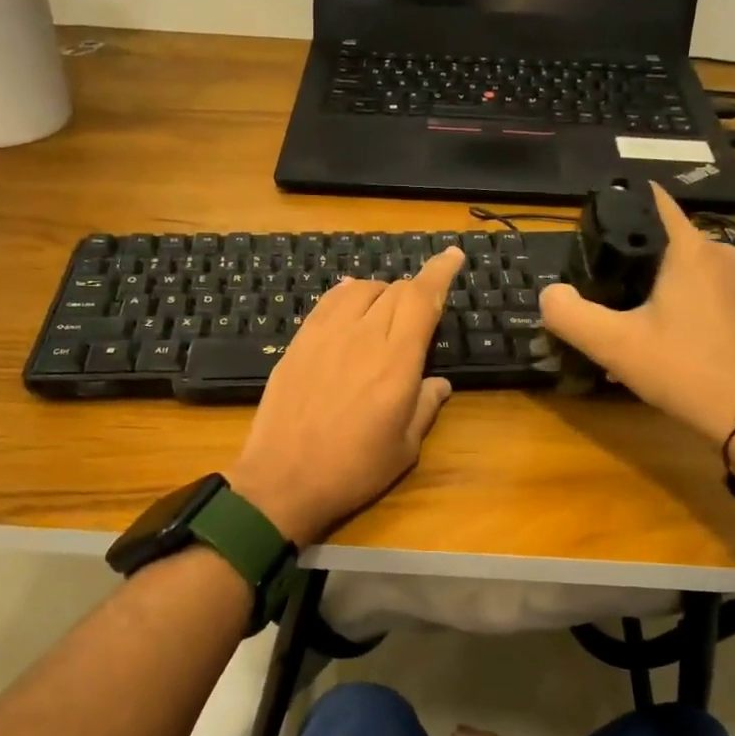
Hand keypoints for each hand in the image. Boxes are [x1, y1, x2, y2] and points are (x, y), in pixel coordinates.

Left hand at [228, 247, 464, 545]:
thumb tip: (439, 382)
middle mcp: (362, 337)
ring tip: (385, 312)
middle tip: (421, 311)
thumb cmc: (352, 470)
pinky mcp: (298, 342)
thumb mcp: (404, 448)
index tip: (452, 255)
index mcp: (396, 362)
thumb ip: (425, 406)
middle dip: (416, 291)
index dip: (440, 272)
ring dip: (381, 292)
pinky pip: (327, 302)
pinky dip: (347, 295)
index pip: (422, 299)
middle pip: (395, 290)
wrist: (282, 480)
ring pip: (360, 288)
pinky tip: (350, 307)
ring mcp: (325, 335)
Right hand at [540, 183, 734, 445]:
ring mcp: (734, 282)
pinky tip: (648, 340)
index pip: (651, 201)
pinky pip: (693, 292)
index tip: (587, 228)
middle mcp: (717, 253)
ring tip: (615, 320)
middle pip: (658, 241)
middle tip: (593, 289)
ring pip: (675, 271)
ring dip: (644, 290)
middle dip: (624, 261)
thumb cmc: (682, 369)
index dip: (616, 206)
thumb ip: (569, 314)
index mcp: (690, 248)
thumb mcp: (613, 344)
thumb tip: (549, 294)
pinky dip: (667, 306)